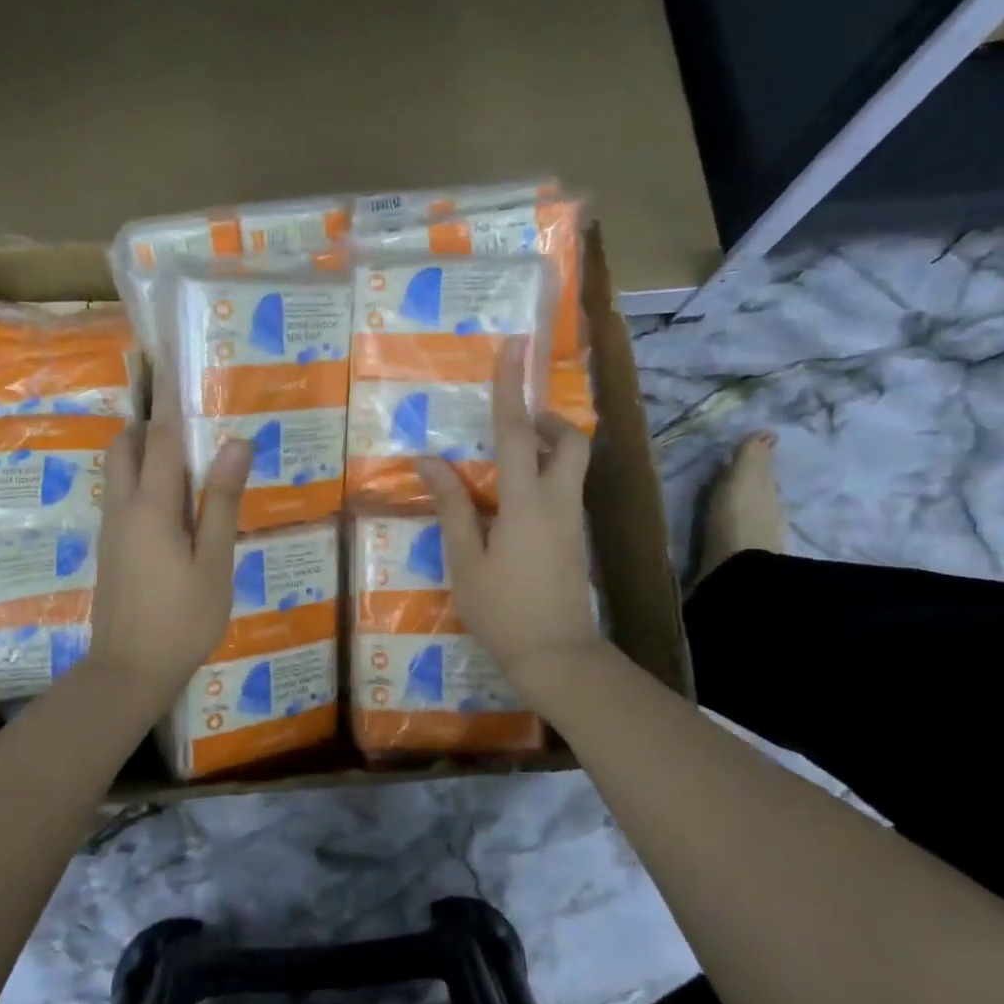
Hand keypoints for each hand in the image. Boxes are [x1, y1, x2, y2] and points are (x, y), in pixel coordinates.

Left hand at [86, 373, 251, 709]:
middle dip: (148, 423)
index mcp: (152, 506)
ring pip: (117, 471)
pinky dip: (140, 479)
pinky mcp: (110, 549)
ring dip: (142, 451)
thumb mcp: (214, 563)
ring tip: (184, 457)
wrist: (128, 671)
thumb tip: (235, 444)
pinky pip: (120, 496)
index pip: (161, 438)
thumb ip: (221, 502)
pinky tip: (172, 504)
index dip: (169, 400)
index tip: (171, 364)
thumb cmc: (182, 619)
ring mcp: (111, 529)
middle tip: (185, 418)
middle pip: (125, 447)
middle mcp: (123, 508)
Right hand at [415, 338, 605, 699]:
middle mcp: (558, 501)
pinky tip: (510, 509)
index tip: (515, 346)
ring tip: (504, 468)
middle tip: (516, 427)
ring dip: (546, 450)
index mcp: (526, 502)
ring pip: (571, 466)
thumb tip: (428, 461)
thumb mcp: (465, 560)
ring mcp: (572, 522)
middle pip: (570, 442)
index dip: (512, 387)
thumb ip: (451, 506)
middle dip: (548, 421)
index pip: (517, 432)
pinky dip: (544, 479)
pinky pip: (564, 492)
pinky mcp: (575, 540)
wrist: (557, 656)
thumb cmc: (503, 610)